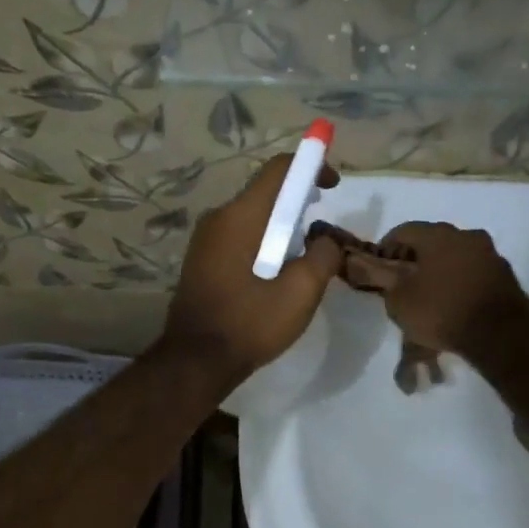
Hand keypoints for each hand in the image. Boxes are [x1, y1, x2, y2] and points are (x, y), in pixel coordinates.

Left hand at [161, 154, 342, 385]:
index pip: (278, 170)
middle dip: (298, 200)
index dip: (310, 166)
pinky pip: (238, 235)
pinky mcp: (201, 260)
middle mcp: (218, 218)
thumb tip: (325, 240)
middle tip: (321, 228)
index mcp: (241, 217)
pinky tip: (275, 271)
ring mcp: (204, 239)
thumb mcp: (301, 292)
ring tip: (302, 254)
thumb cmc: (250, 323)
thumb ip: (323, 256)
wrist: (196, 361)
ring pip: (251, 215)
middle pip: (264, 192)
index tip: (332, 184)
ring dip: (280, 225)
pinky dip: (262, 240)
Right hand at [345, 221, 528, 358]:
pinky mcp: (505, 273)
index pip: (403, 230)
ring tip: (430, 294)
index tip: (380, 268)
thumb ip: (381, 277)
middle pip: (431, 240)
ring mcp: (490, 253)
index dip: (387, 248)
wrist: (500, 335)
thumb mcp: (399, 299)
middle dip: (415, 258)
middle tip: (404, 282)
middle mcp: (466, 234)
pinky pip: (473, 270)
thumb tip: (363, 262)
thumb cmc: (441, 311)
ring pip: (455, 255)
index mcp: (437, 234)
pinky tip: (454, 301)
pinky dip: (460, 280)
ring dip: (440, 268)